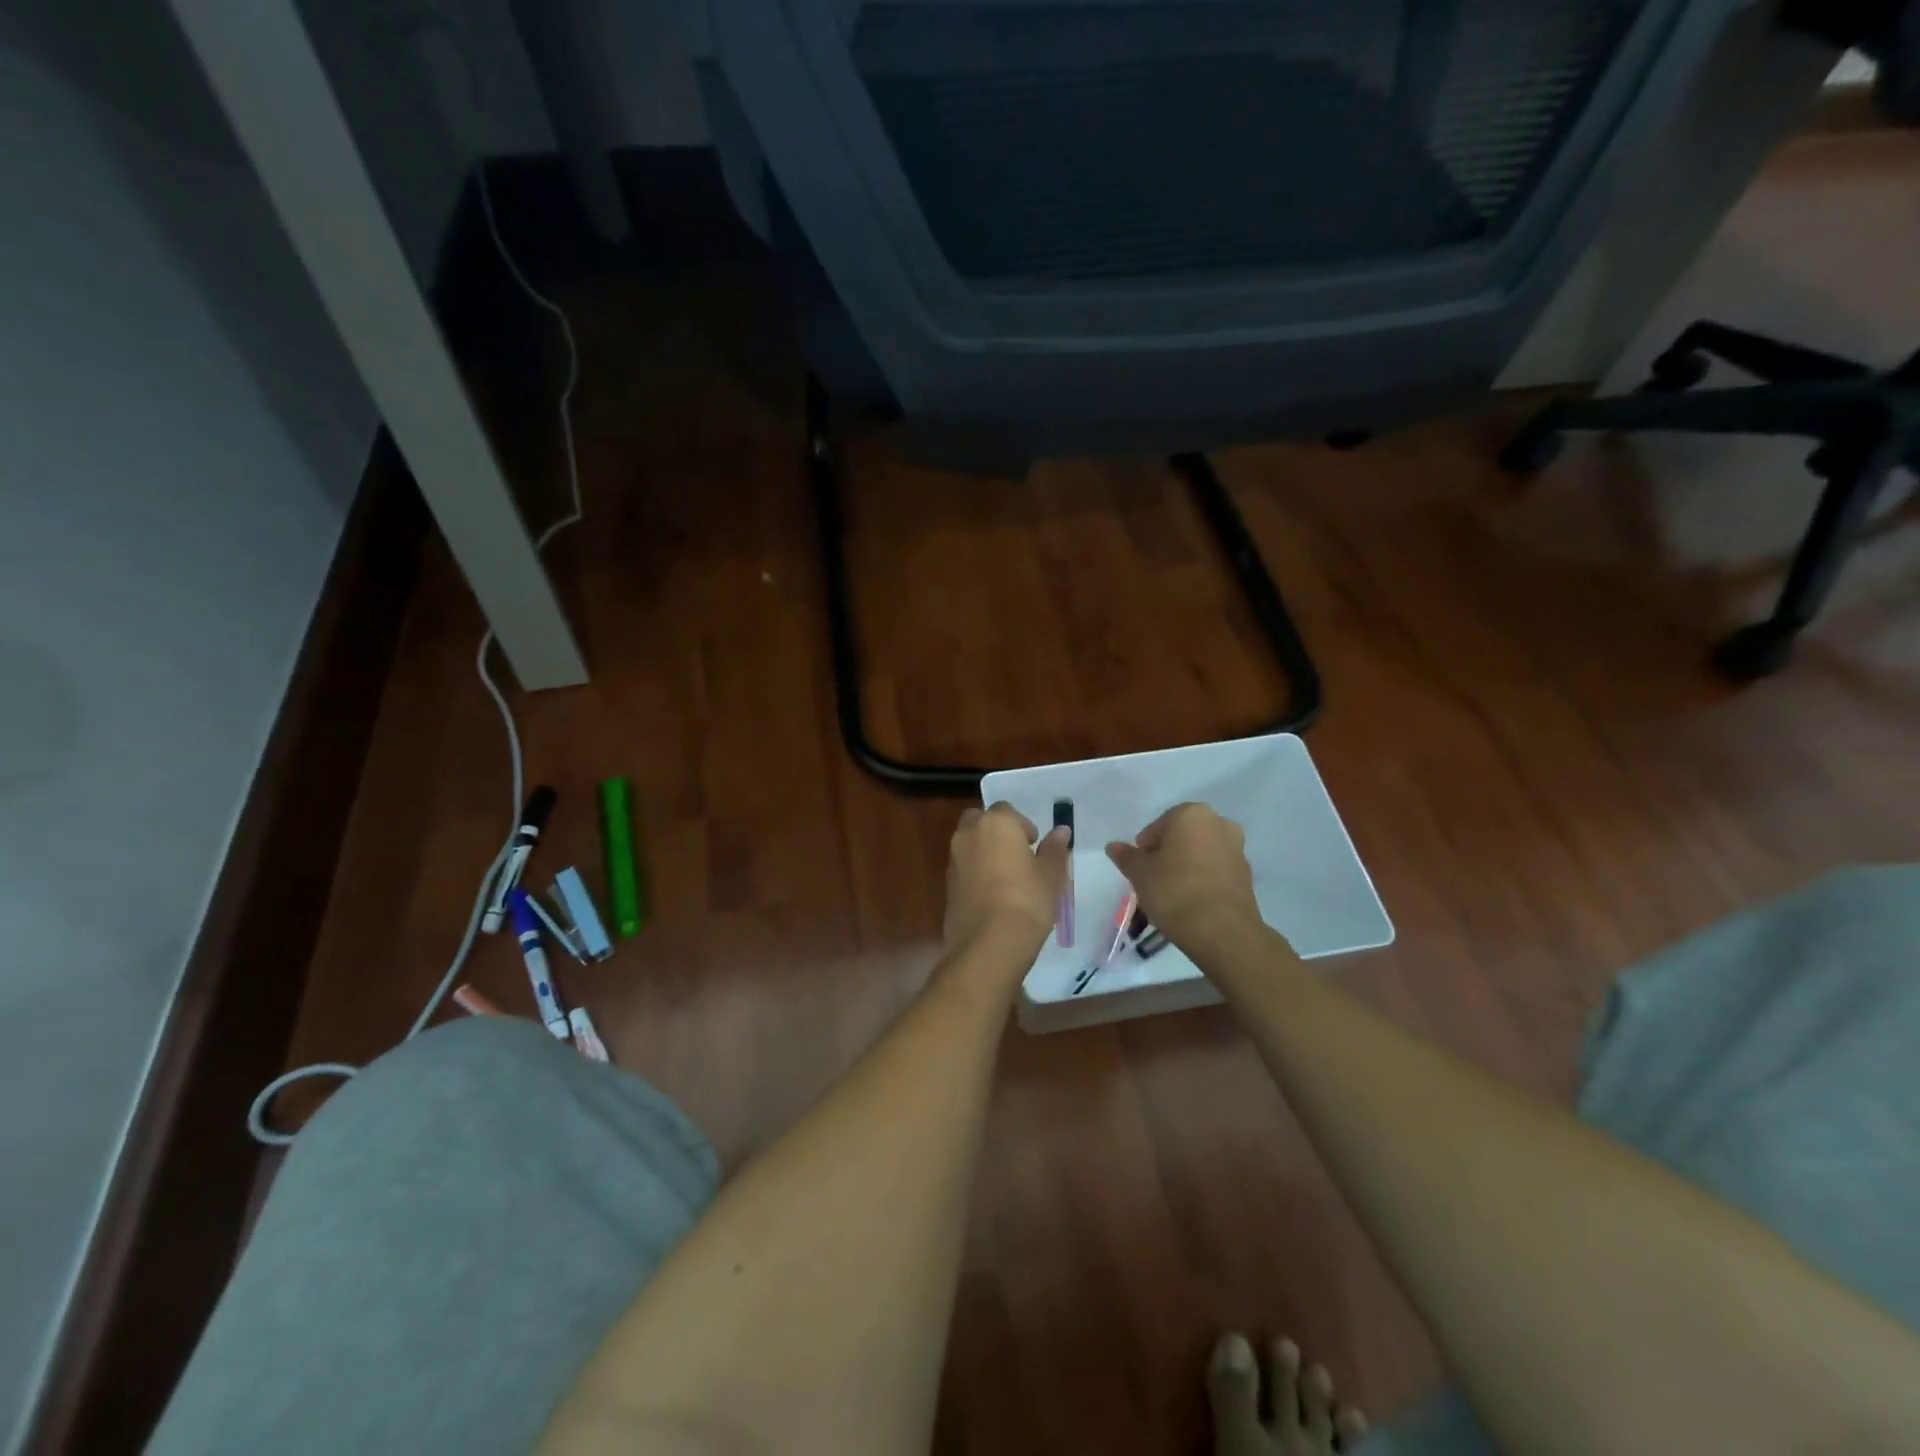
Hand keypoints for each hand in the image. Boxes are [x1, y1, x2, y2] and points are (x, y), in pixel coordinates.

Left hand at [944, 803, 1069, 952]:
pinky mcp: (946, 884)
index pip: (1007, 810)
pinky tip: (992, 895)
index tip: (1035, 847)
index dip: (1022, 826)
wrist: (988, 944)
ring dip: (983, 851)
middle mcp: (969, 833)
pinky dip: (974, 872)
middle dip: (996, 832)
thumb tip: (1061, 831)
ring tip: (1006, 878)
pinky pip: (963, 867)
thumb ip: (1055, 849)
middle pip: (980, 820)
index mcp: (996, 823)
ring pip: (969, 843)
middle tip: (1017, 855)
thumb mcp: (1051, 875)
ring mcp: (954, 858)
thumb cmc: (1027, 901)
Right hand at [1106, 804, 1260, 950]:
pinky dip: (1202, 881)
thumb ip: (1126, 857)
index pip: (1158, 827)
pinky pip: (1215, 872)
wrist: (1222, 931)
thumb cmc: (1174, 891)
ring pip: (1200, 854)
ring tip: (1171, 895)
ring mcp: (1237, 849)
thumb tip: (1113, 846)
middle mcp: (1219, 824)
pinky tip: (1190, 903)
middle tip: (1152, 881)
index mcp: (1192, 814)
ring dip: (1184, 868)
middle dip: (1166, 856)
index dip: (1144, 849)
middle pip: (1181, 838)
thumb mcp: (1139, 873)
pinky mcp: (1246, 876)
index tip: (1139, 870)